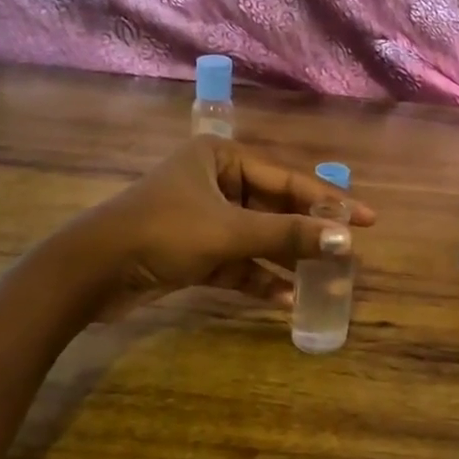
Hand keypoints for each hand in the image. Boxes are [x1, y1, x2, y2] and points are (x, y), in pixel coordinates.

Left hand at [64, 136, 375, 315]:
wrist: (90, 273)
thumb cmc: (162, 232)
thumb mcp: (229, 232)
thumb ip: (287, 236)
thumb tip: (346, 240)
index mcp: (222, 158)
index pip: (287, 179)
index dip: (328, 201)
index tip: (368, 220)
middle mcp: (215, 182)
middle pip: (274, 209)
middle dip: (307, 235)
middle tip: (346, 255)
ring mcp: (204, 219)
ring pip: (257, 238)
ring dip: (286, 260)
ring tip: (325, 281)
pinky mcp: (193, 252)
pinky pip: (237, 262)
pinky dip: (258, 278)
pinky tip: (285, 299)